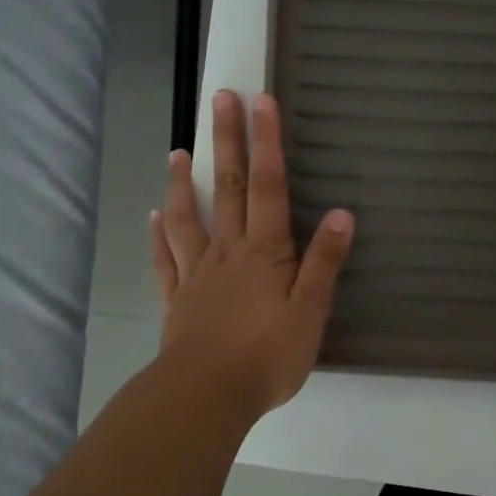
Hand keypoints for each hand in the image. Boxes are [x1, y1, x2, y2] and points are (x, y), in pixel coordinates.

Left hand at [151, 90, 354, 418]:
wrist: (206, 396)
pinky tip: (154, 218)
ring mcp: (197, 274)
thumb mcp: (310, 311)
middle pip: (228, 187)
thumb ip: (324, 261)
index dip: (267, 142)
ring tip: (178, 152)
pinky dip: (159, 236)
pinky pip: (165, 260)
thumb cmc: (267, 355)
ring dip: (184, 182)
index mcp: (264, 251)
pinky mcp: (178, 300)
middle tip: (219, 99)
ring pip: (189, 217)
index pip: (268, 186)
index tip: (262, 101)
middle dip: (227, 141)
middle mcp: (228, 251)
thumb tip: (342, 213)